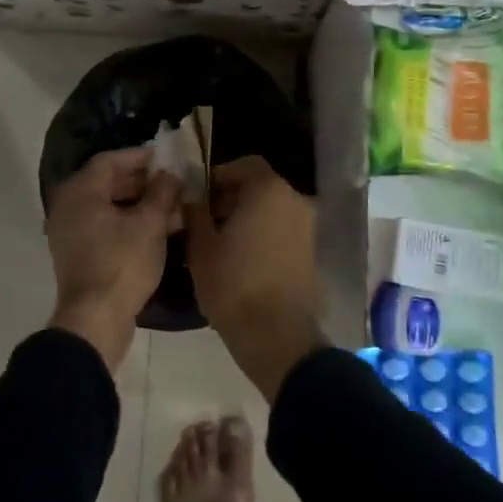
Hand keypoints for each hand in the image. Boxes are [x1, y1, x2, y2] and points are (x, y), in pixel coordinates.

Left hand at [46, 148, 180, 371]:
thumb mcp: (150, 225)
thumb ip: (162, 193)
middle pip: (107, 183)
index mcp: (80, 192)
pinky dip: (128, 223)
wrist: (95, 320)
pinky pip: (104, 227)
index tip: (165, 158)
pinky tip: (157, 230)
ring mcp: (70, 232)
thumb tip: (169, 175)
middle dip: (143, 182)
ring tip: (172, 208)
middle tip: (173, 183)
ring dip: (139, 205)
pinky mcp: (77, 254)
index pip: (110, 161)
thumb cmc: (122, 264)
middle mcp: (68, 206)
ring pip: (108, 207)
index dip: (139, 157)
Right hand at [183, 155, 328, 400]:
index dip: (218, 177)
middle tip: (204, 221)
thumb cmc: (233, 284)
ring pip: (271, 210)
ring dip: (246, 218)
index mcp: (269, 189)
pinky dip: (262, 235)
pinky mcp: (311, 252)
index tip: (198, 197)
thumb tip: (192, 199)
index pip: (243, 165)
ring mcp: (307, 227)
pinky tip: (240, 259)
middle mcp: (294, 200)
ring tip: (219, 243)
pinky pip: (281, 231)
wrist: (276, 336)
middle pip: (259, 186)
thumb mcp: (201, 247)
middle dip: (231, 198)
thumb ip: (195, 213)